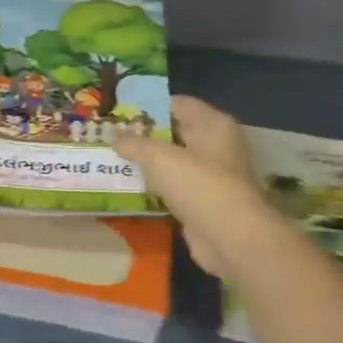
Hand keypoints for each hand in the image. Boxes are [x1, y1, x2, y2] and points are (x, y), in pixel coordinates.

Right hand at [114, 96, 275, 279]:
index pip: (178, 104)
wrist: (231, 238)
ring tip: (115, 159)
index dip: (149, 106)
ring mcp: (213, 176)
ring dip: (150, 163)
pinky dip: (157, 187)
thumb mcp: (159, 157)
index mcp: (214, 124)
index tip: (120, 112)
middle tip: (112, 136)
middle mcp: (217, 145)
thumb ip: (134, 143)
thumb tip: (114, 134)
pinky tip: (132, 187)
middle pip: (176, 132)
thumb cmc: (199, 185)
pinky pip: (176, 187)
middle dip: (146, 135)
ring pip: (175, 162)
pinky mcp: (205, 202)